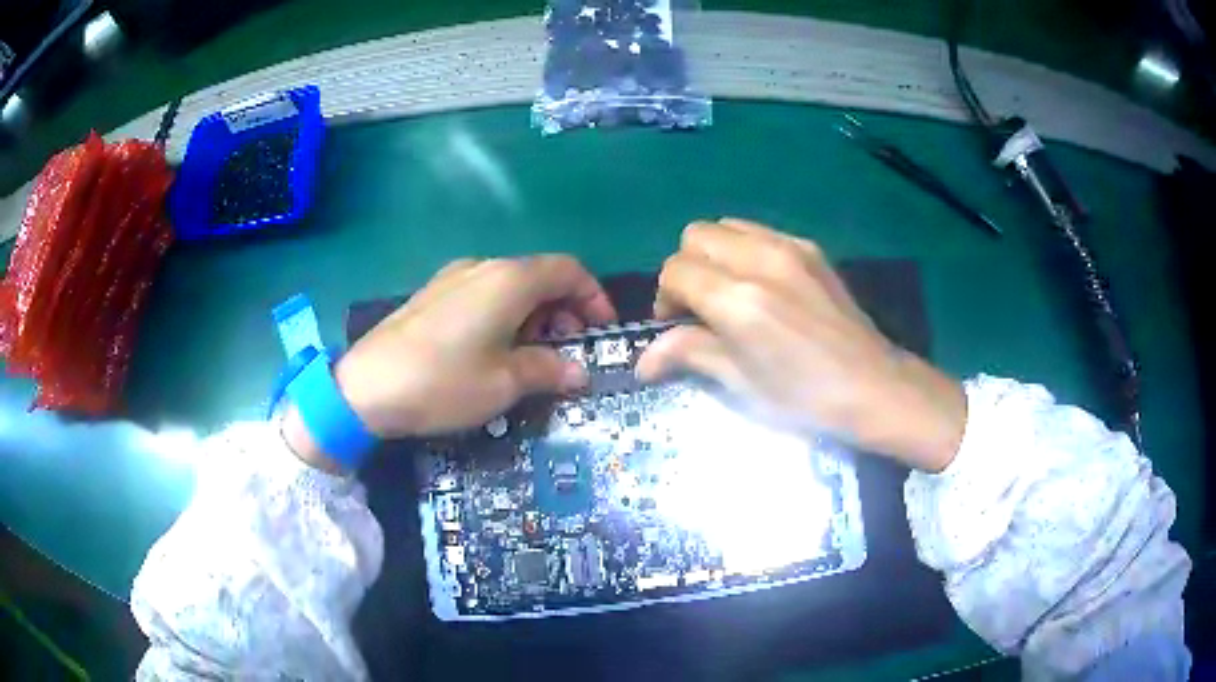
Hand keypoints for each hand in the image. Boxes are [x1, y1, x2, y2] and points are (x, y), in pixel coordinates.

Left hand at [284, 255, 616, 467]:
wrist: (365, 388)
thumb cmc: (443, 382)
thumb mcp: (504, 383)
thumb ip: (548, 370)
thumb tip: (580, 372)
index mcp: (509, 280)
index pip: (568, 271)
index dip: (593, 297)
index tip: (600, 330)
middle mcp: (483, 267)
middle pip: (539, 275)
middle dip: (563, 310)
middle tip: (565, 351)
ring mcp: (453, 277)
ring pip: (510, 285)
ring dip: (533, 314)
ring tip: (531, 356)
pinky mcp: (432, 294)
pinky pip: (482, 294)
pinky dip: (503, 315)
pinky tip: (492, 350)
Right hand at [635, 219, 965, 471]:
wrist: (872, 384)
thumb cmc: (804, 396)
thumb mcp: (741, 383)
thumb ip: (689, 354)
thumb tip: (643, 360)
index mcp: (738, 300)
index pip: (675, 271)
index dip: (665, 297)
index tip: (676, 325)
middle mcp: (759, 260)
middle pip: (695, 236)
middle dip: (686, 268)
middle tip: (699, 306)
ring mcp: (788, 247)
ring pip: (726, 226)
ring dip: (713, 254)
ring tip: (728, 292)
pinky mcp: (809, 248)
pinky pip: (759, 232)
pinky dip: (744, 250)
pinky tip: (760, 285)